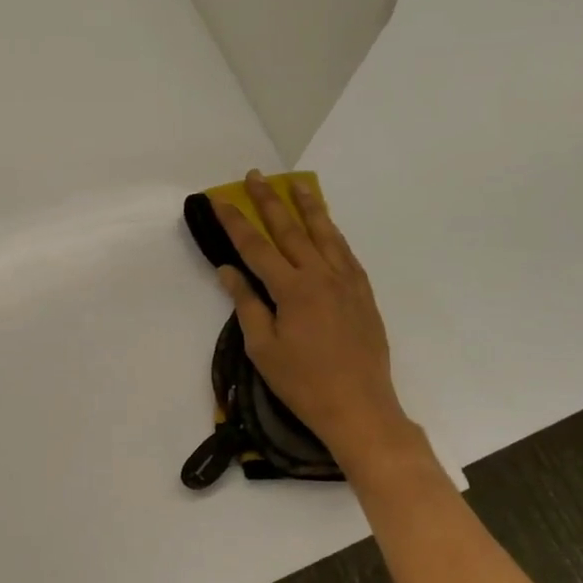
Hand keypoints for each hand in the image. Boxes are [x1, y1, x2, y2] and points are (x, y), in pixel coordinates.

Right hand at [212, 171, 420, 470]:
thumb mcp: (263, 348)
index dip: (235, 221)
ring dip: (309, 207)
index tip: (219, 199)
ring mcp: (347, 282)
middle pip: (291, 230)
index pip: (256, 246)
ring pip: (325, 234)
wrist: (360, 407)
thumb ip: (247, 304)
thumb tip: (228, 270)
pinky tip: (328, 226)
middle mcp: (321, 276)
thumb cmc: (303, 383)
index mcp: (292, 289)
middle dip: (270, 201)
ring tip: (298, 184)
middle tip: (255, 176)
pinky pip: (345, 252)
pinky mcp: (363, 293)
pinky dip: (333, 233)